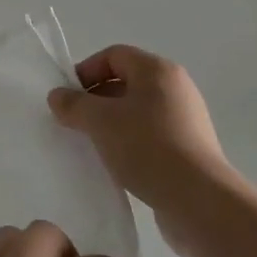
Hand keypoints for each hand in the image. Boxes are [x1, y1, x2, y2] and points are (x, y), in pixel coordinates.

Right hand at [46, 44, 231, 218]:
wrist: (199, 200)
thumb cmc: (147, 147)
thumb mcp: (100, 121)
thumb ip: (74, 104)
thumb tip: (57, 96)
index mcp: (157, 70)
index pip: (113, 55)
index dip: (86, 71)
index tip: (68, 98)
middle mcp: (176, 88)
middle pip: (126, 82)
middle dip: (96, 100)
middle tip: (75, 123)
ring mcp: (186, 119)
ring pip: (137, 111)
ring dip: (111, 124)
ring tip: (93, 145)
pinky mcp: (190, 148)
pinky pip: (150, 135)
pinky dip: (130, 143)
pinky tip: (117, 164)